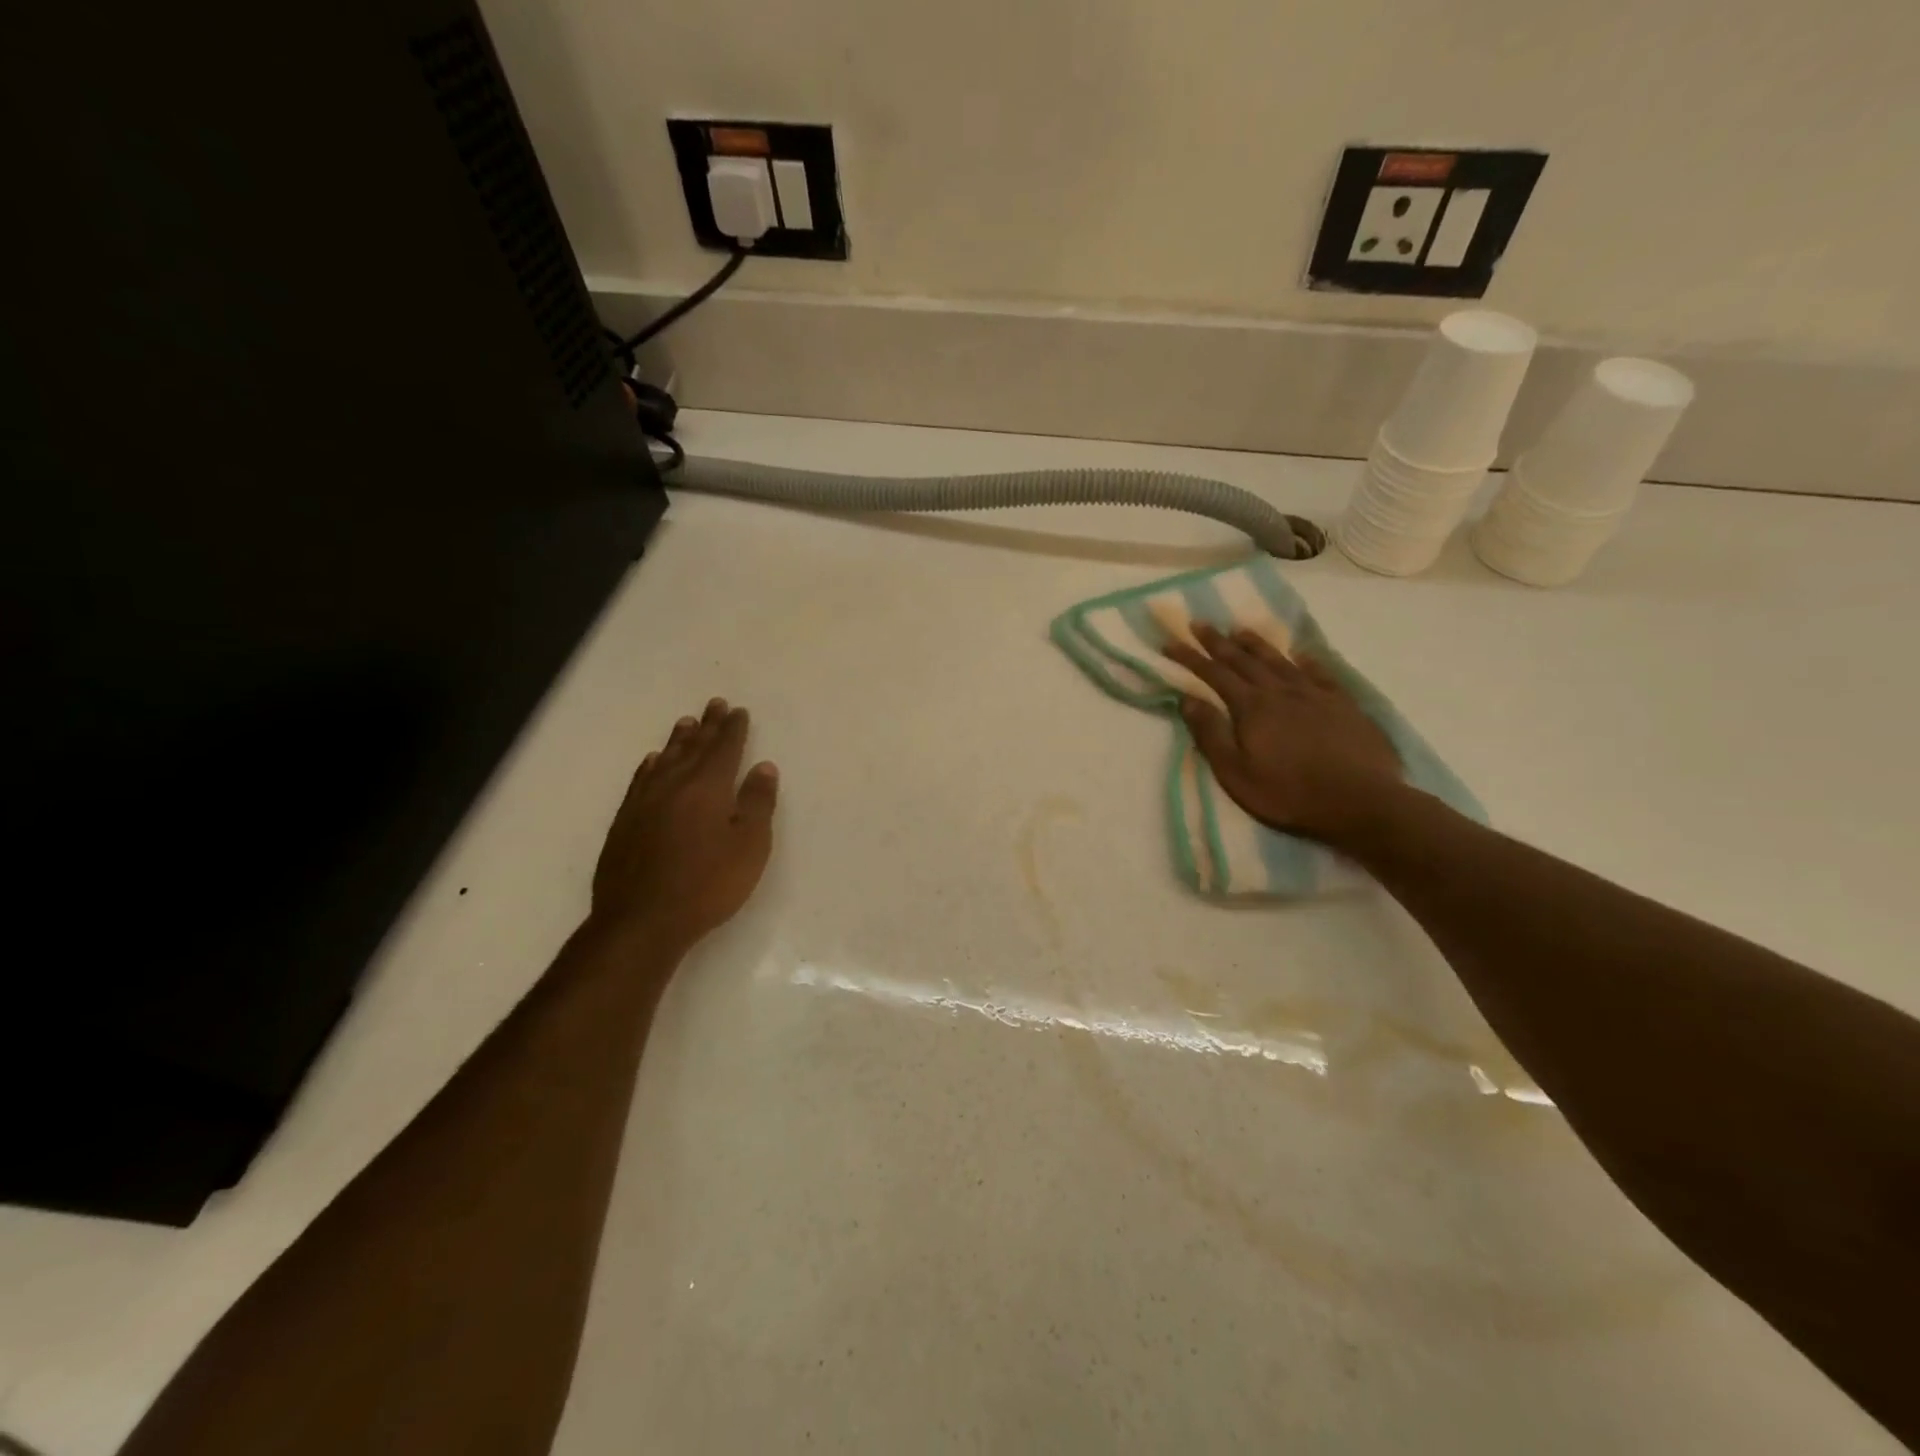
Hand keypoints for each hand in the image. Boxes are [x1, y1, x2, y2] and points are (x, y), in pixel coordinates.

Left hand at [590, 698, 778, 952]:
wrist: (643, 920)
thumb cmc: (708, 884)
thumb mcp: (749, 846)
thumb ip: (757, 803)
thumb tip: (763, 767)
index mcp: (707, 788)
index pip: (724, 749)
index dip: (733, 729)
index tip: (738, 711)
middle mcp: (673, 785)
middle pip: (693, 748)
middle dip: (708, 726)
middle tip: (715, 704)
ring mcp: (644, 803)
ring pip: (664, 760)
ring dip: (678, 740)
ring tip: (686, 723)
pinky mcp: (624, 823)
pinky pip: (640, 781)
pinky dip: (649, 766)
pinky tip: (651, 762)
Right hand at [1165, 624, 1403, 844]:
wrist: (1361, 801)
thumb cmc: (1289, 793)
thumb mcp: (1236, 773)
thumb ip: (1211, 734)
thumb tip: (1187, 699)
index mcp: (1251, 708)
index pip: (1214, 674)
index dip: (1191, 657)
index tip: (1171, 643)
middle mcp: (1280, 691)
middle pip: (1244, 660)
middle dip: (1218, 642)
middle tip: (1199, 623)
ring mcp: (1315, 694)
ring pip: (1279, 660)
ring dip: (1256, 644)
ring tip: (1240, 630)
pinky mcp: (1343, 704)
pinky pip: (1320, 672)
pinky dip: (1306, 660)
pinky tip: (1301, 653)